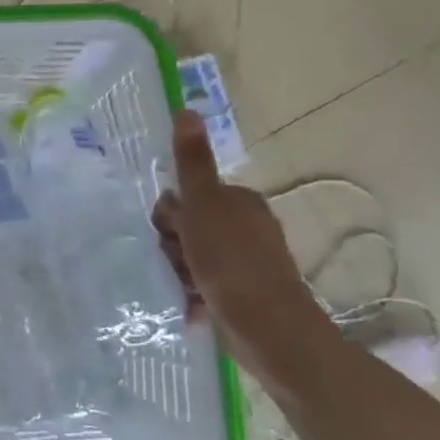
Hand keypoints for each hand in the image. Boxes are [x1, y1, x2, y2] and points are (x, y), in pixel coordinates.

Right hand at [151, 109, 336, 388]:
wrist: (269, 330)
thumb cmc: (232, 262)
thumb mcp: (203, 206)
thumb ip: (192, 162)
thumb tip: (187, 109)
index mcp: (239, 202)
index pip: (186, 196)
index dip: (170, 215)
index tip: (170, 233)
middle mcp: (245, 227)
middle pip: (186, 226)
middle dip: (173, 245)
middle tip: (177, 261)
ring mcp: (246, 262)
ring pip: (191, 256)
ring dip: (179, 270)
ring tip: (184, 287)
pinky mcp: (243, 293)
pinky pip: (203, 283)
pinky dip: (192, 292)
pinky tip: (190, 304)